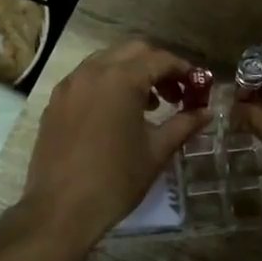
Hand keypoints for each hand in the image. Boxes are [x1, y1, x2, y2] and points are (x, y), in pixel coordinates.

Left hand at [21, 41, 211, 250]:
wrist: (60, 209)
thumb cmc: (116, 180)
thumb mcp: (157, 151)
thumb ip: (184, 124)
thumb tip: (206, 112)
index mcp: (121, 79)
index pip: (160, 59)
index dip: (183, 70)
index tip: (197, 87)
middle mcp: (92, 72)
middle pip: (133, 51)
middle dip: (157, 66)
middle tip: (174, 94)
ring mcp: (69, 85)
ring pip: (106, 61)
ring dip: (131, 72)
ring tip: (147, 105)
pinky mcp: (54, 102)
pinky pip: (86, 79)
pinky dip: (107, 84)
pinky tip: (115, 114)